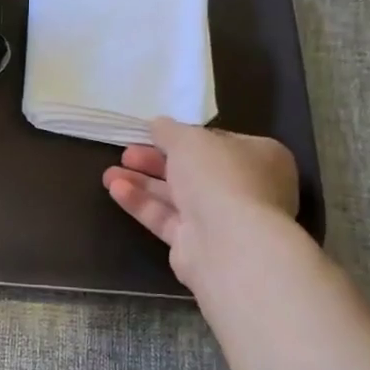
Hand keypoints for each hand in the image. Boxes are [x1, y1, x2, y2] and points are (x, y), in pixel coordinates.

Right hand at [102, 117, 298, 297]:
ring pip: (177, 196)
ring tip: (109, 174)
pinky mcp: (198, 245)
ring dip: (143, 183)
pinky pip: (167, 218)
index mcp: (261, 158)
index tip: (153, 134)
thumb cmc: (219, 177)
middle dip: (155, 162)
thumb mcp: (189, 139)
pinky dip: (142, 203)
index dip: (184, 137)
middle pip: (193, 171)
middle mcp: (246, 189)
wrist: (228, 243)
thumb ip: (169, 130)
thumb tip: (157, 125)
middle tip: (126, 153)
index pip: (218, 143)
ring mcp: (223, 220)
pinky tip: (116, 190)